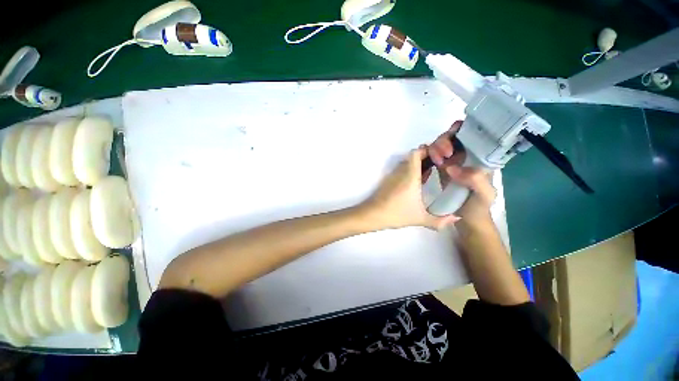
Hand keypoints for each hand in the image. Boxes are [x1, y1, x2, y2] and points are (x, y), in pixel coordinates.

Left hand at [361, 148, 459, 230]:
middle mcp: (401, 171)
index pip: (416, 153)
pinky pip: (401, 169)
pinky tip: (418, 182)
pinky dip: (410, 170)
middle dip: (426, 156)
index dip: (428, 150)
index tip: (440, 156)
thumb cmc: (396, 214)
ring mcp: (393, 175)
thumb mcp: (420, 218)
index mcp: (410, 175)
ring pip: (406, 162)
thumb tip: (457, 219)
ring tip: (431, 172)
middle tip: (440, 163)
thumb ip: (440, 221)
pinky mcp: (388, 180)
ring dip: (418, 164)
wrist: (372, 214)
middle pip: (413, 156)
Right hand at [425, 121, 495, 223]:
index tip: (452, 145)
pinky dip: (428, 154)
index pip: (472, 135)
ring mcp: (452, 162)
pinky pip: (432, 155)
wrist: (466, 219)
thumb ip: (475, 180)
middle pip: (453, 137)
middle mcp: (466, 156)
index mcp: (479, 158)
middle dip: (444, 141)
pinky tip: (428, 162)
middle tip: (442, 155)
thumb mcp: (485, 194)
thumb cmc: (478, 206)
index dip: (461, 133)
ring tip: (436, 161)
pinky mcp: (440, 169)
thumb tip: (451, 168)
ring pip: (440, 145)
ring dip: (435, 148)